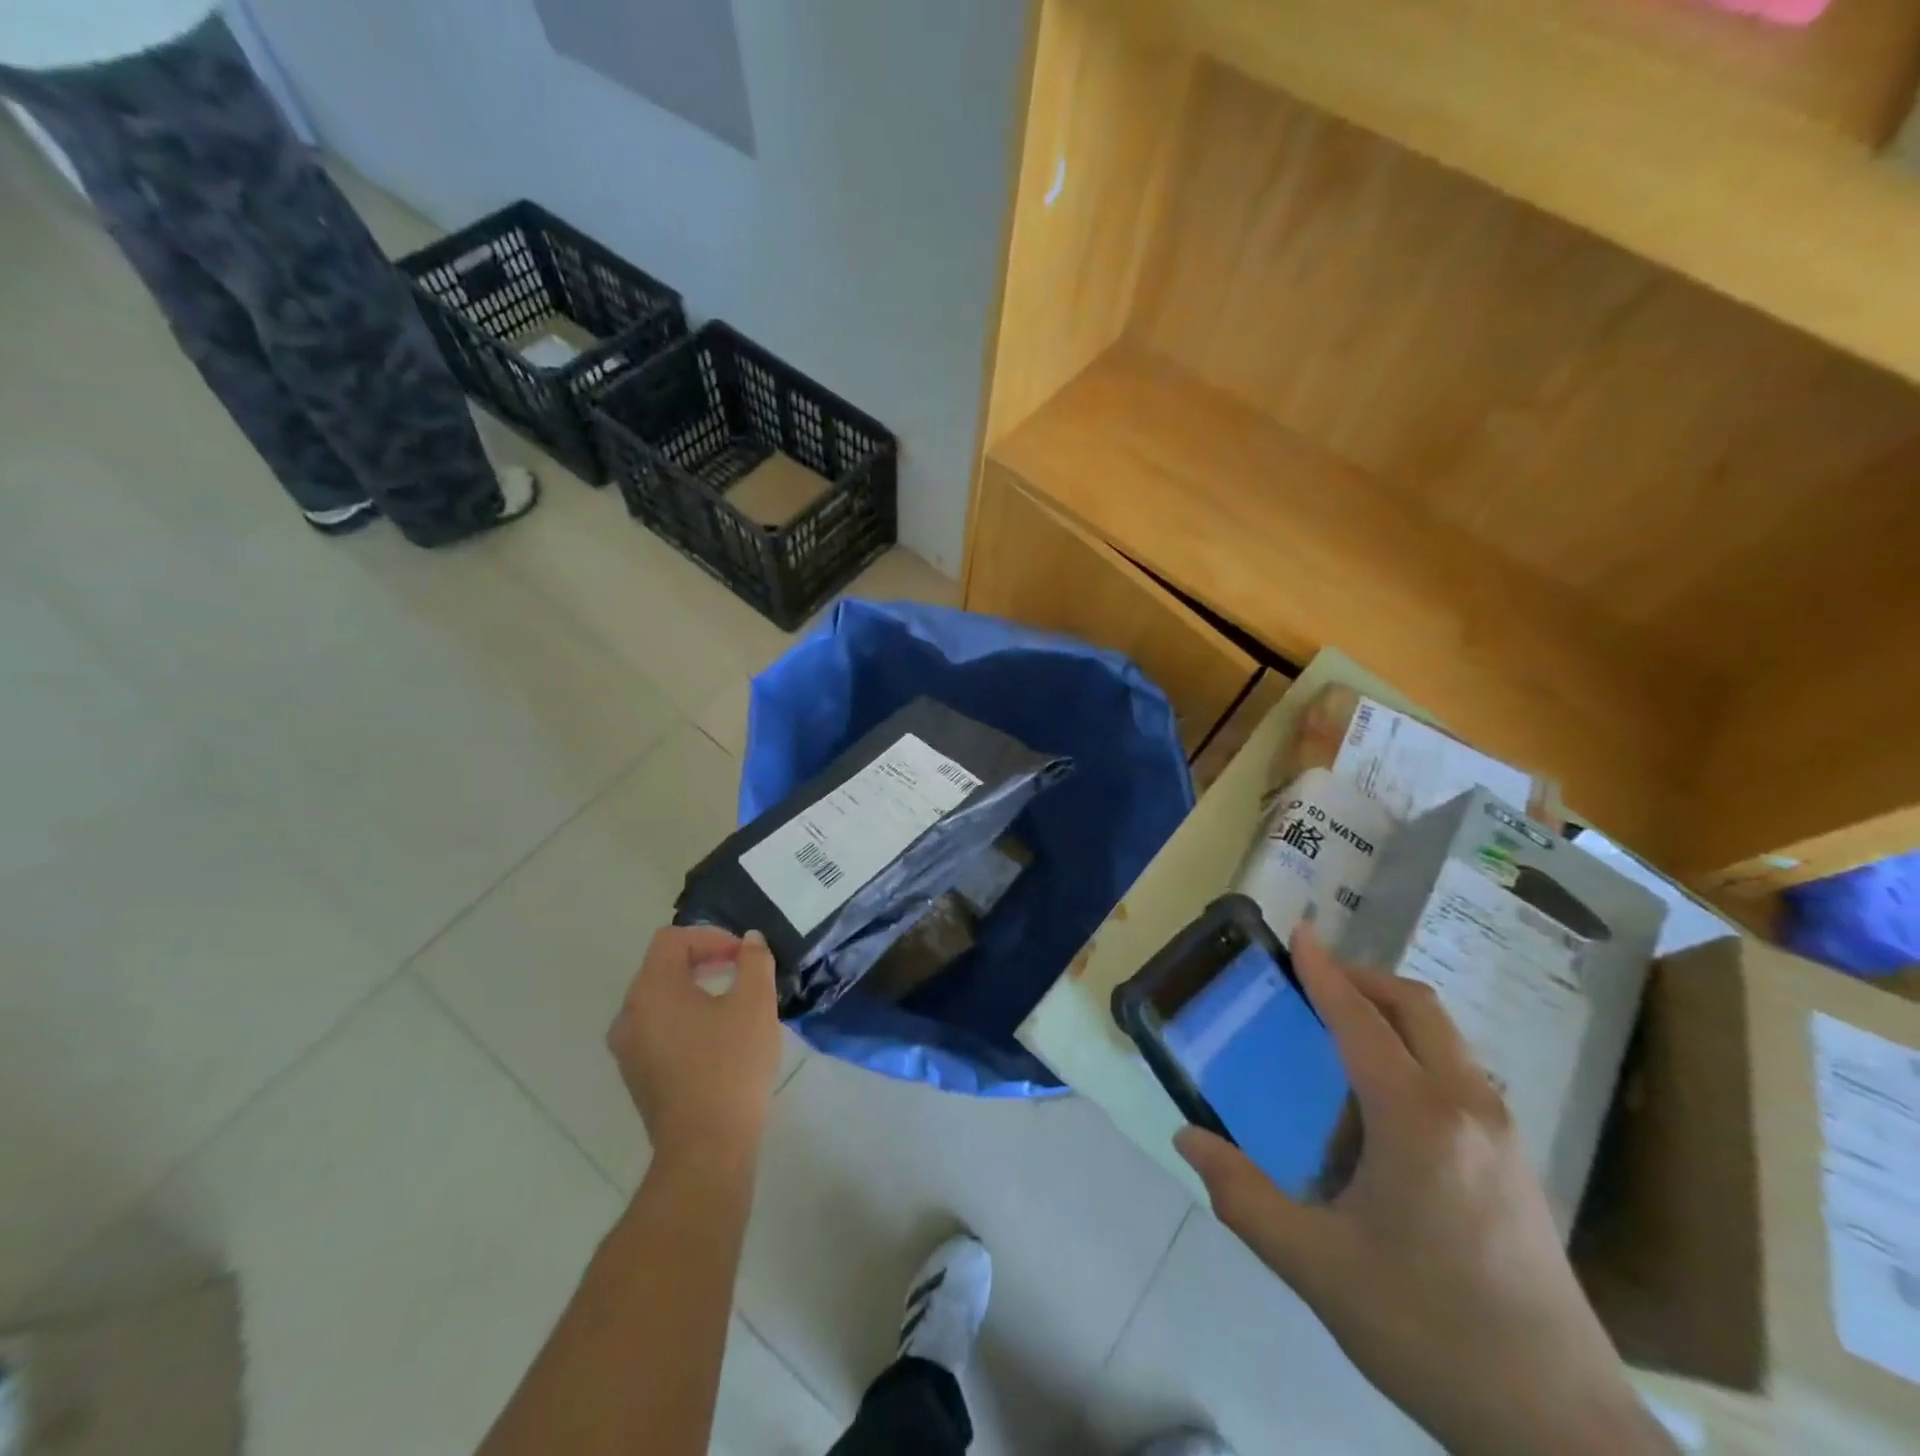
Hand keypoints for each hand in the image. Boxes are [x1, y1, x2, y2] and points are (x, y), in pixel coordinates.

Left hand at [608, 926, 782, 1166]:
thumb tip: (749, 941)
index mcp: (652, 990)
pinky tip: (717, 1037)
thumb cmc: (731, 1065)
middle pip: (663, 966)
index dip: (711, 936)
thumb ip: (754, 961)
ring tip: (733, 1002)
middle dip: (704, 960)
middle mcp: (629, 1013)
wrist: (706, 1148)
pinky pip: (658, 1028)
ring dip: (695, 989)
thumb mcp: (755, 1003)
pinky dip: (685, 1018)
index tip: (743, 956)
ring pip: (660, 999)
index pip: (673, 940)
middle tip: (741, 971)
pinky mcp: (636, 1074)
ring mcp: (628, 1048)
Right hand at [1176, 928, 1672, 1455]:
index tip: (1298, 932)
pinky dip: (1417, 1053)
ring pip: (1446, 1039)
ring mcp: (1504, 1136)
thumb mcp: (1316, 1267)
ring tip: (1343, 1040)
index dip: (1323, 971)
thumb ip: (1243, 1196)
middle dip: (1363, 978)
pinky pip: (1460, 1075)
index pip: (1361, 1019)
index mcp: (1416, 1120)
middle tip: (1314, 977)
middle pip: (1417, 1008)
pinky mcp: (1519, 1165)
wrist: (1561, 1429)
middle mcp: (1468, 1109)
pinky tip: (1386, 1107)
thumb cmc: (1428, 1332)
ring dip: (1393, 1016)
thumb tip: (1186, 1139)